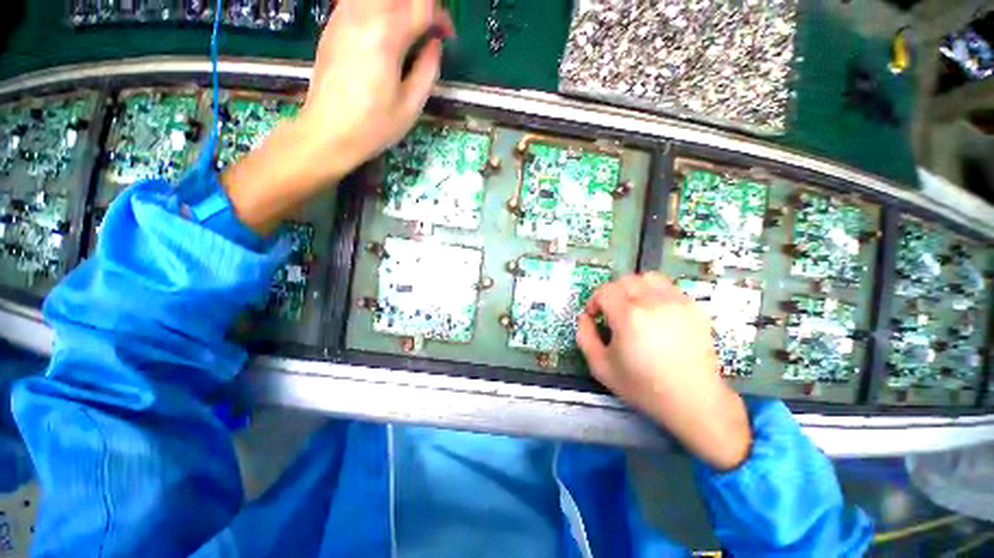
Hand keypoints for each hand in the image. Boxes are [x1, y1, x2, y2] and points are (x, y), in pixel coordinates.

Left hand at [222, 0, 453, 233]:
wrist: (328, 131)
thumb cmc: (374, 126)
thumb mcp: (411, 106)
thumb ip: (428, 69)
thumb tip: (434, 45)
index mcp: (387, 36)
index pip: (421, 6)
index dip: (440, 17)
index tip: (446, 37)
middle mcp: (363, 15)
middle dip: (420, 6)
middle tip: (429, 28)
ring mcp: (343, 16)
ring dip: (398, 6)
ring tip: (409, 30)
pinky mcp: (332, 24)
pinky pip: (359, 1)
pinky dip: (378, 8)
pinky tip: (385, 30)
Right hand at [576, 273, 751, 469]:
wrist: (693, 400)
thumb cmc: (643, 386)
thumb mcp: (601, 367)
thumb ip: (584, 337)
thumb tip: (585, 317)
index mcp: (628, 316)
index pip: (605, 291)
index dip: (595, 301)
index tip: (595, 316)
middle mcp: (653, 302)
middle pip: (625, 281)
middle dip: (612, 293)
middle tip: (612, 312)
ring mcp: (677, 302)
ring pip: (648, 278)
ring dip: (634, 288)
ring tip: (634, 307)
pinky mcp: (694, 308)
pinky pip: (668, 289)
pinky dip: (655, 294)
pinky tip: (655, 314)